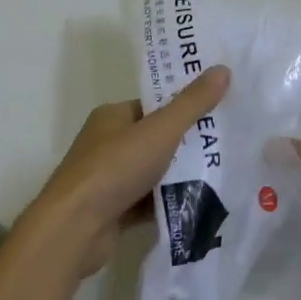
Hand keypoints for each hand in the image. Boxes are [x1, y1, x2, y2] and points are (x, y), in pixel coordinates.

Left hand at [17, 66, 230, 281]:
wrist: (74, 229)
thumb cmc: (115, 168)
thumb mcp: (161, 130)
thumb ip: (193, 103)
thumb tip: (223, 69)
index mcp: (112, 116)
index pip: (154, 105)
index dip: (185, 106)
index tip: (218, 110)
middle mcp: (107, 144)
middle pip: (156, 139)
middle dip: (188, 143)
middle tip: (226, 144)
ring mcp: (108, 179)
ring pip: (154, 172)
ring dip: (180, 176)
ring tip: (221, 173)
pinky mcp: (113, 211)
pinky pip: (149, 201)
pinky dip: (169, 203)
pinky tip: (199, 204)